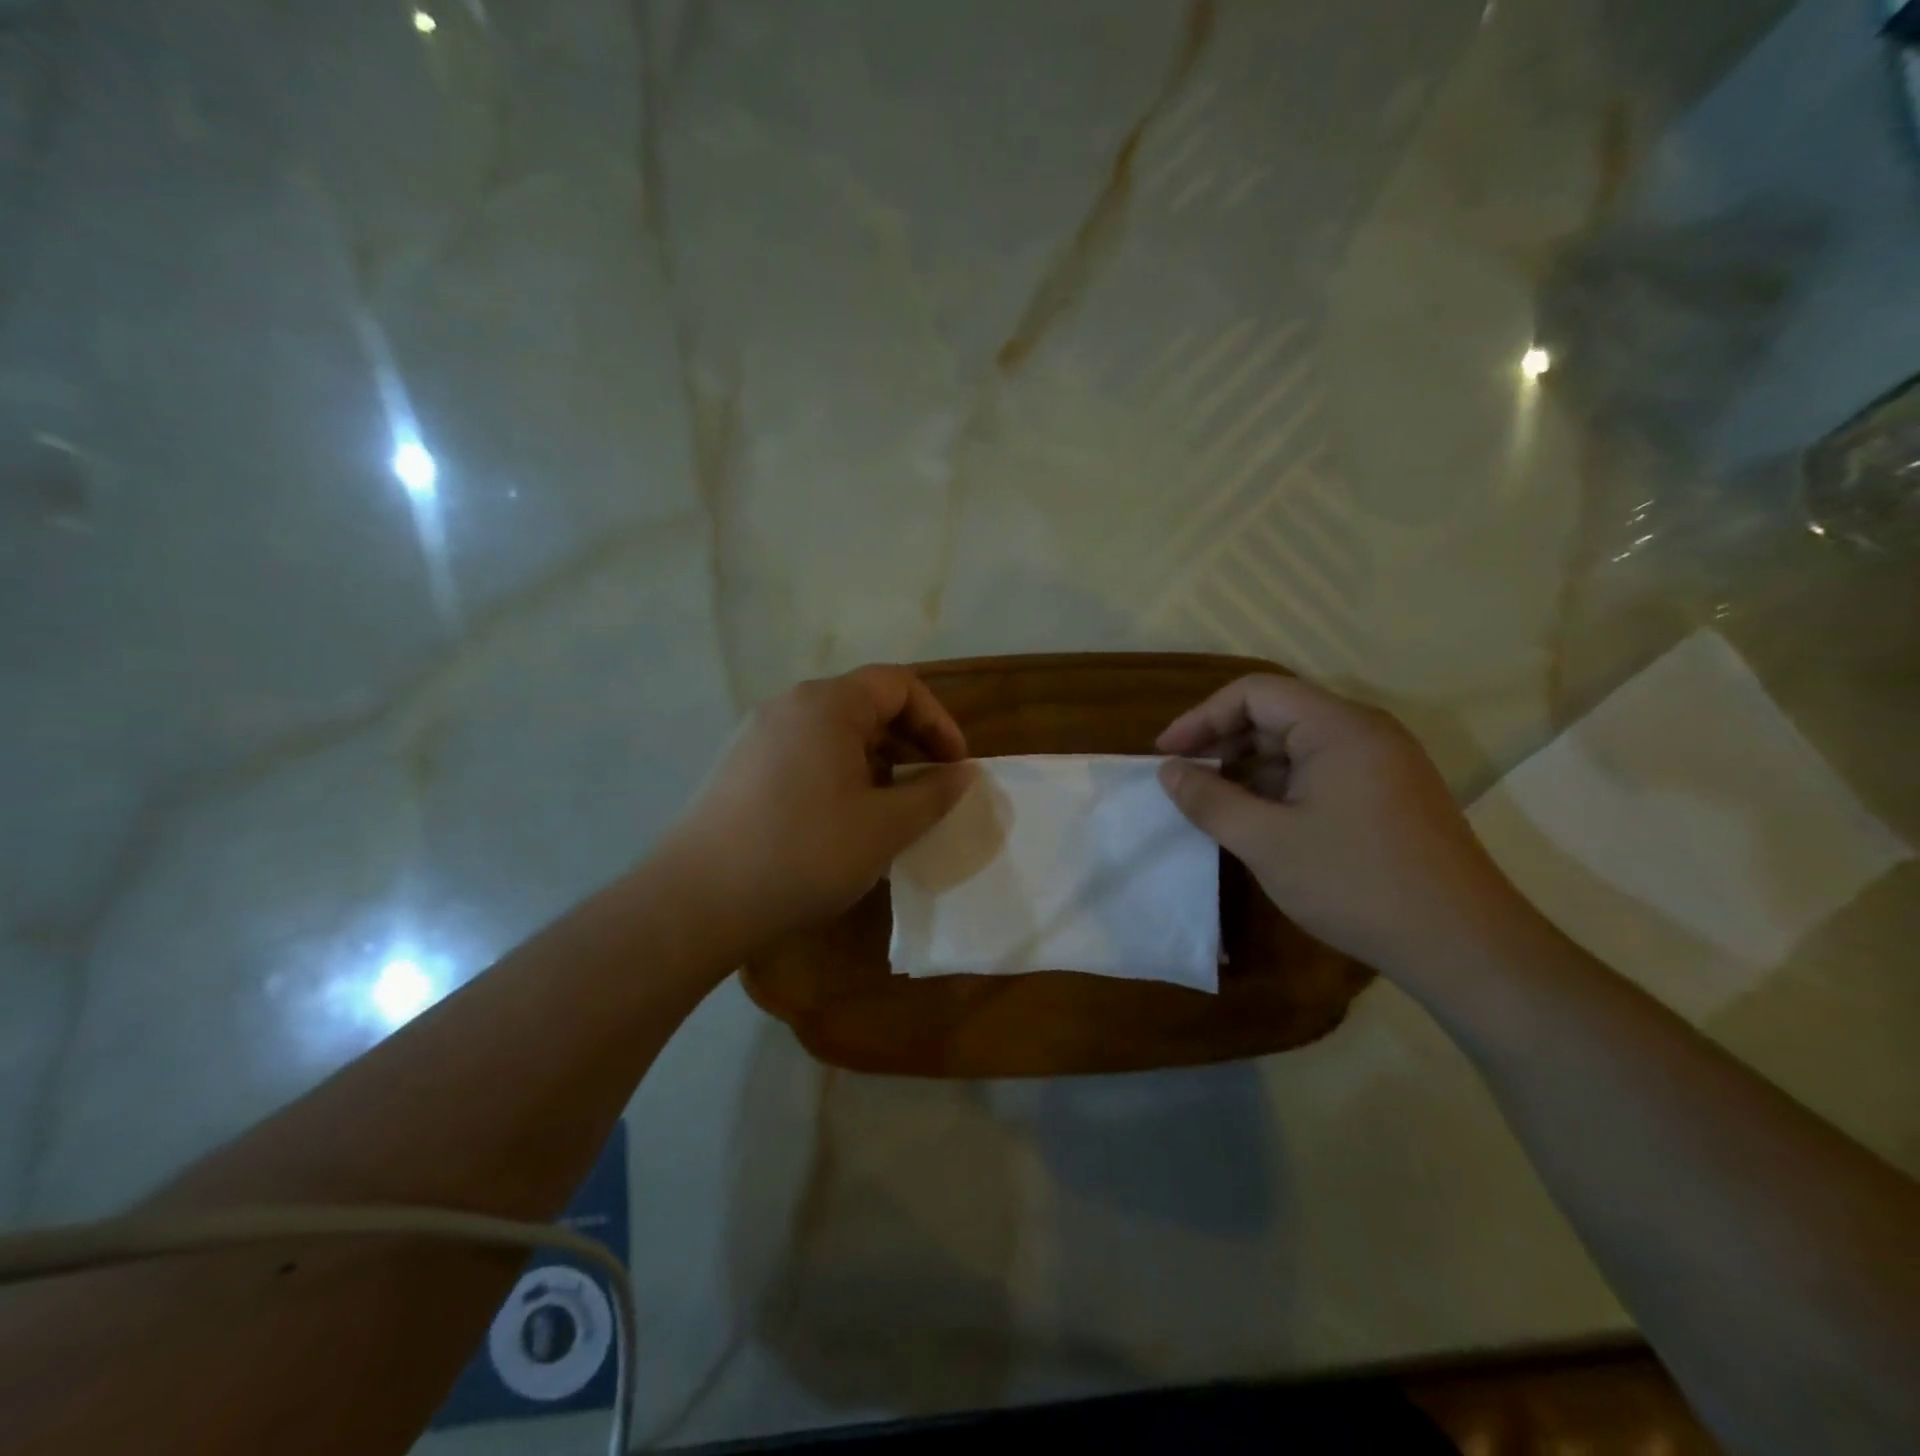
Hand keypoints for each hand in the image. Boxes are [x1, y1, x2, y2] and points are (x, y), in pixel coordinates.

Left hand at [667, 665, 975, 948]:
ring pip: (833, 732)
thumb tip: (964, 773)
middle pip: (864, 704)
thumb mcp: (885, 827)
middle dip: (908, 743)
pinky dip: (836, 773)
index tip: (955, 767)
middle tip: (928, 789)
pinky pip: (803, 753)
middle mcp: (788, 705)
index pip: (899, 685)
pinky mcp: (737, 766)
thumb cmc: (805, 854)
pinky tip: (839, 822)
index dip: (938, 721)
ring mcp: (756, 735)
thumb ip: (934, 794)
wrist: (697, 900)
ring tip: (888, 809)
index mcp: (827, 704)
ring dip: (873, 761)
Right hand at [1156, 674, 1530, 975]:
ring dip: (1249, 767)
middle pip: (1277, 714)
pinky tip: (1256, 818)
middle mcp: (1364, 732)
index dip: (1202, 717)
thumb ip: (1209, 800)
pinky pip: (1320, 771)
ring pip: (1298, 745)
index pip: (1255, 693)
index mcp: (1339, 727)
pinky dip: (1280, 785)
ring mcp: (1382, 763)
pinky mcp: (1389, 793)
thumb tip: (1169, 772)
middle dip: (1223, 741)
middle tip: (1183, 778)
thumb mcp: (1266, 842)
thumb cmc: (1355, 883)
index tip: (1165, 754)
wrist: (1462, 945)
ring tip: (1211, 801)